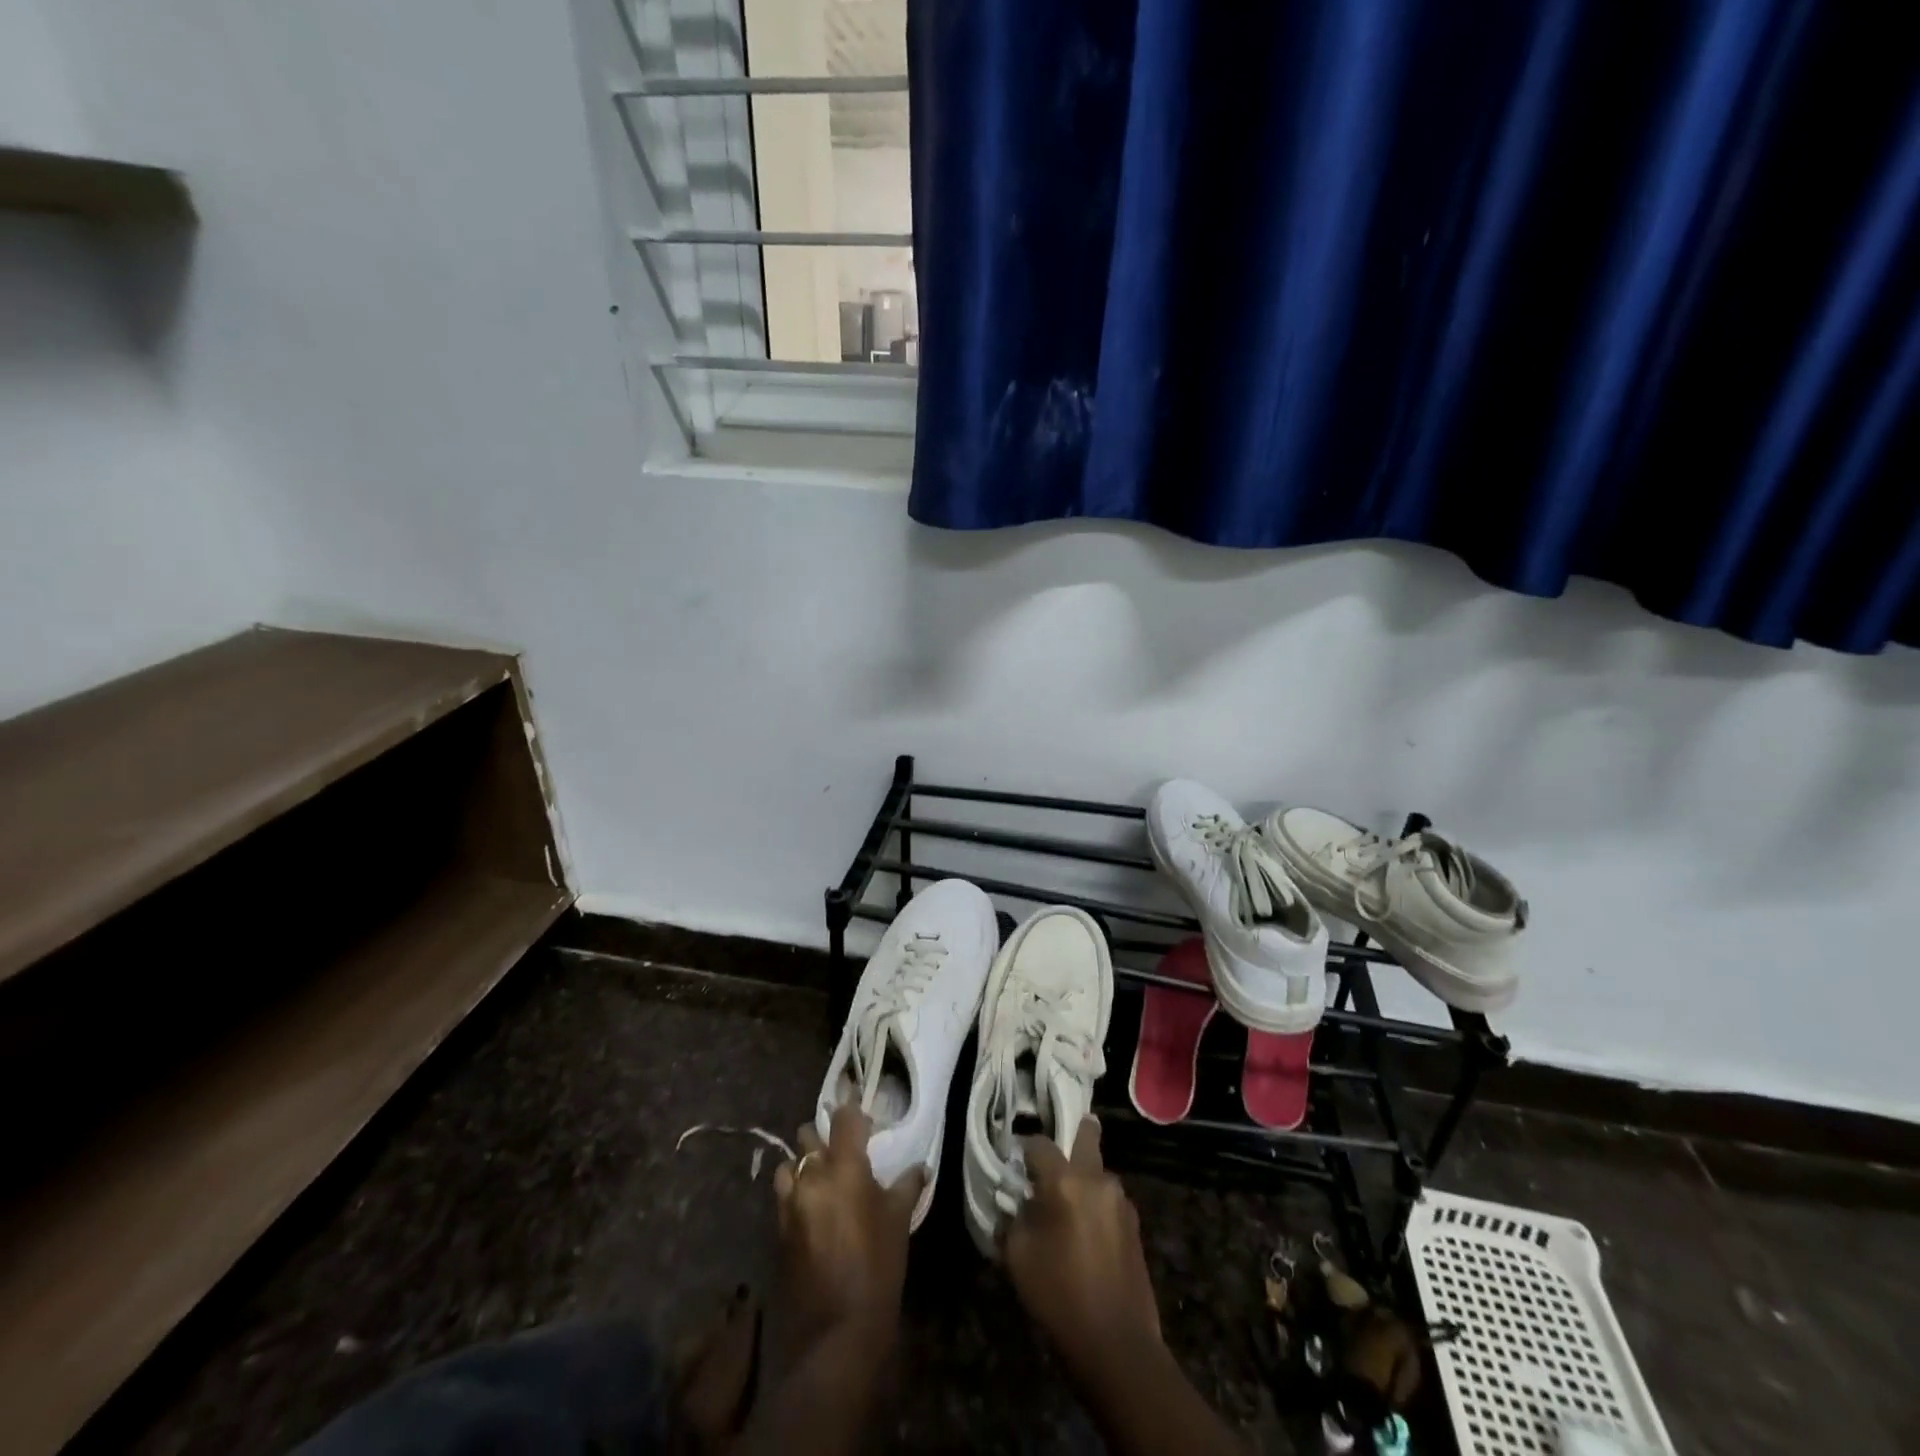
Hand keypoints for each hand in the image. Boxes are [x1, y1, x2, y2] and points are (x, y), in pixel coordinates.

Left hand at [773, 1104, 923, 1349]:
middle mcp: (812, 1176)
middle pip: (809, 1134)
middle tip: (844, 1147)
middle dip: (824, 1135)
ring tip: (822, 1175)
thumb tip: (920, 1166)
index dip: (853, 1111)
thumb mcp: (899, 1220)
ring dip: (803, 1162)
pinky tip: (812, 1205)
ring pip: (790, 1163)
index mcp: (844, 1166)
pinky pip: (784, 1193)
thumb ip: (907, 1185)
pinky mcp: (780, 1228)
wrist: (838, 1330)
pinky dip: (795, 1189)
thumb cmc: (878, 1266)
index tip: (864, 1116)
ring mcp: (790, 1202)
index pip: (844, 1117)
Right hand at [1004, 1117, 1162, 1380]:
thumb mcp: (1017, 1256)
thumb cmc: (1059, 1295)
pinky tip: (1086, 1233)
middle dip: (1071, 1134)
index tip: (1015, 1165)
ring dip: (1083, 1177)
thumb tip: (1015, 1203)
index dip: (1024, 1150)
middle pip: (1086, 1134)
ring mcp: (1121, 1200)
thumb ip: (1012, 1218)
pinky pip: (1109, 1199)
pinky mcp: (1135, 1224)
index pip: (1039, 1143)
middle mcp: (1097, 1178)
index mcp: (1064, 1180)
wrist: (1117, 1344)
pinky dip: (1096, 1204)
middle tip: (1053, 1157)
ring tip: (1067, 1206)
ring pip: (1098, 1170)